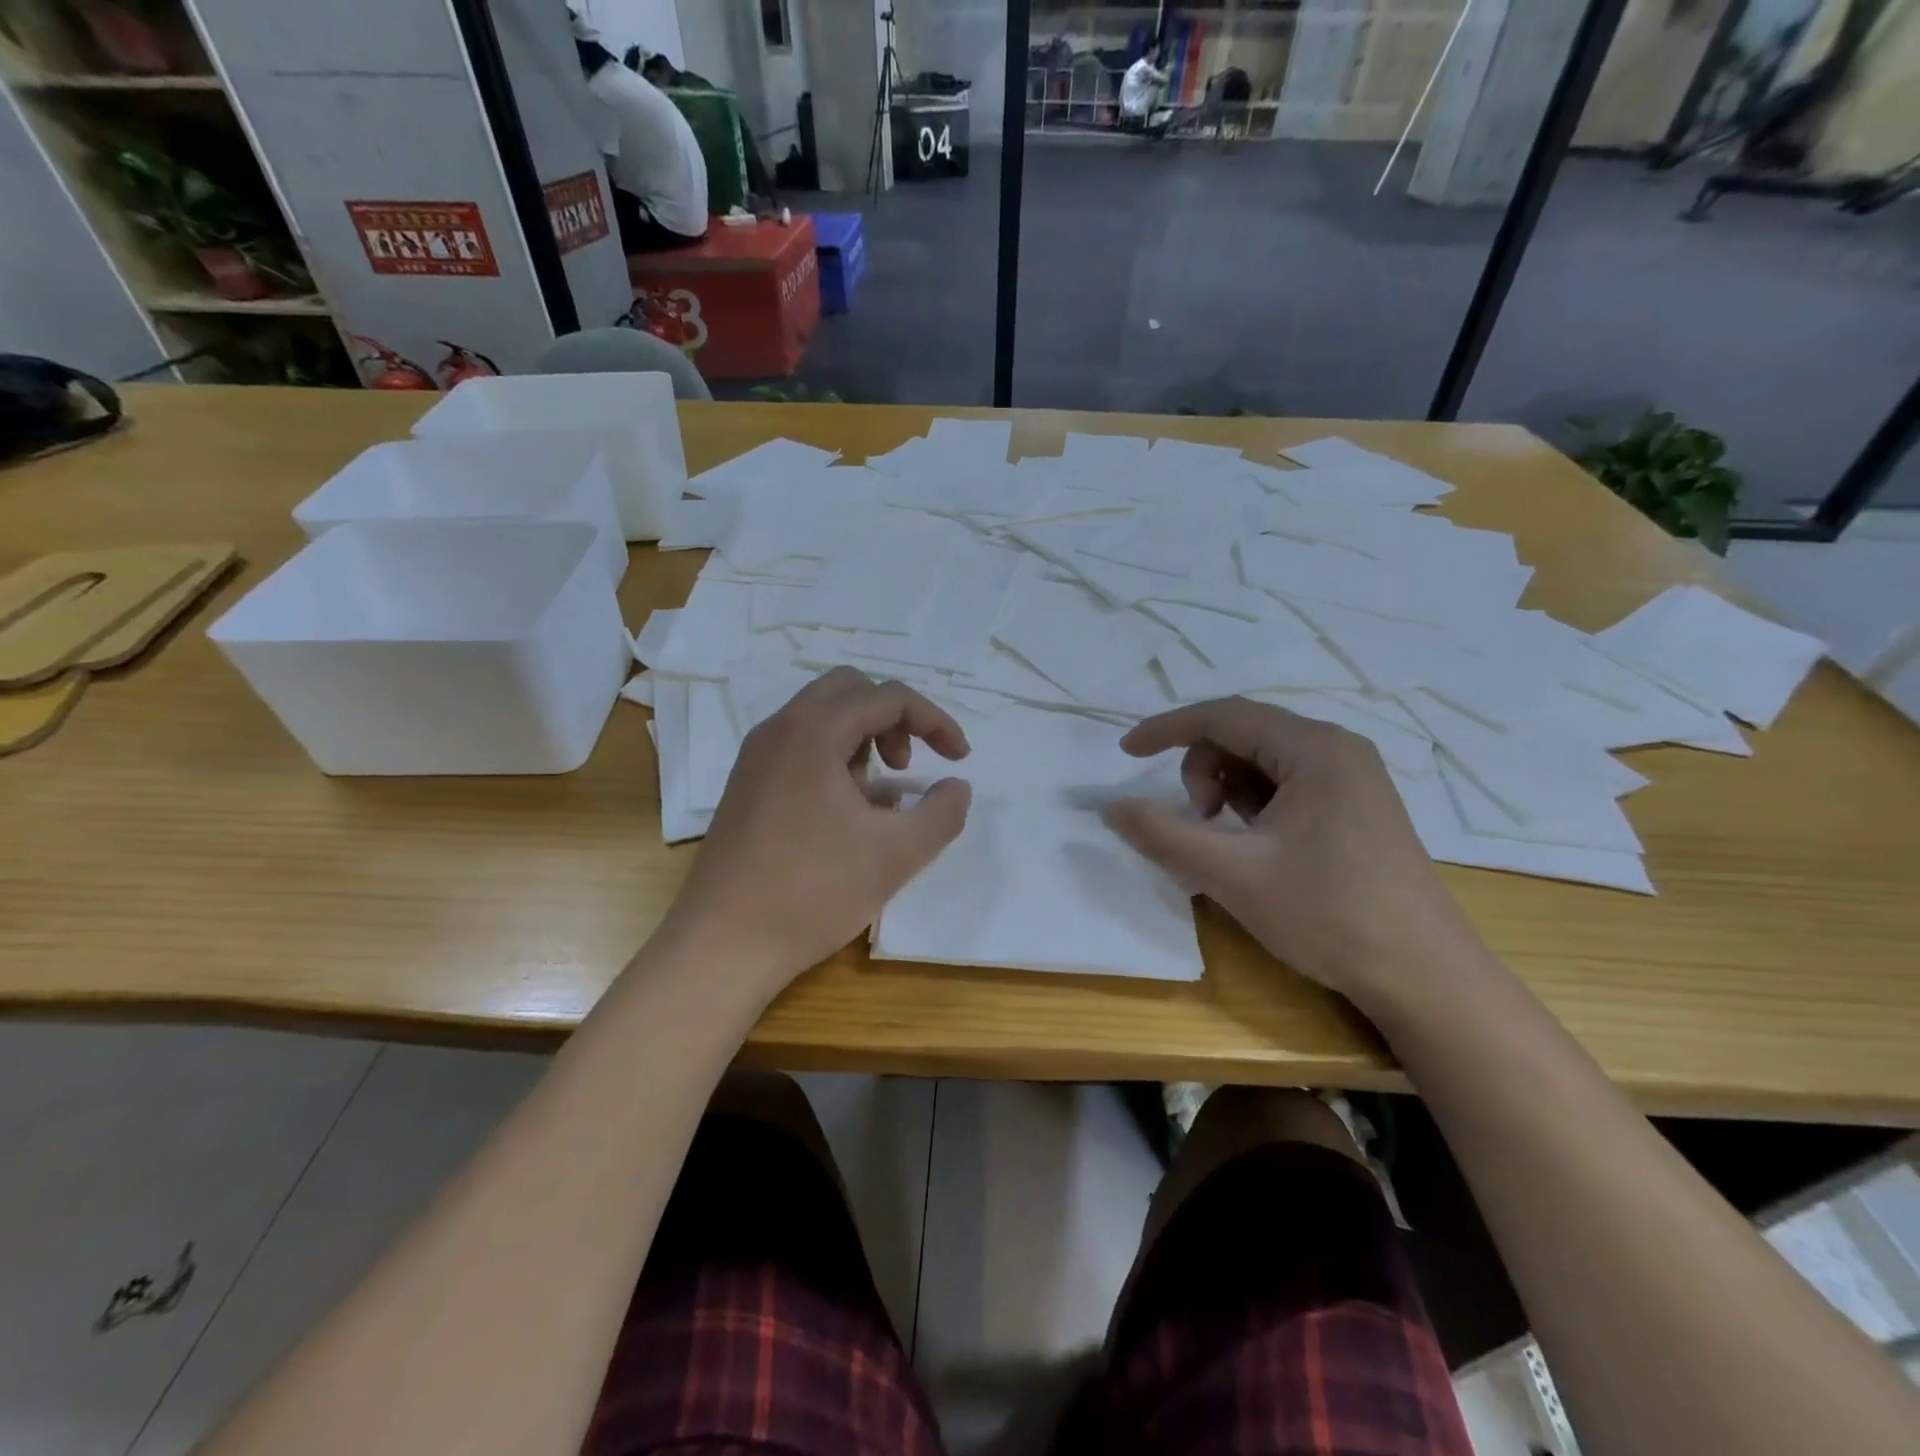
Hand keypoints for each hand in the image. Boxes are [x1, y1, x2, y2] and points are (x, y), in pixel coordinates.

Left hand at [664, 668, 972, 987]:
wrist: (724, 944)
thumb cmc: (814, 891)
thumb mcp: (898, 852)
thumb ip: (942, 812)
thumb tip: (957, 787)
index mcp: (814, 730)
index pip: (888, 697)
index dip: (935, 721)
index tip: (960, 759)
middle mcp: (779, 729)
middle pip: (850, 692)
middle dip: (893, 720)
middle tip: (909, 766)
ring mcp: (756, 757)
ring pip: (823, 720)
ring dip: (864, 741)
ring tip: (881, 798)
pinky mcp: (747, 786)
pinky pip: (801, 749)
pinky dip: (835, 761)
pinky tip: (848, 816)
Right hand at [1101, 697, 1478, 1008]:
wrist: (1426, 978)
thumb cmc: (1328, 915)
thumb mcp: (1232, 875)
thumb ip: (1162, 834)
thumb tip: (1109, 807)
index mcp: (1315, 748)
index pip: (1223, 715)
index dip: (1166, 728)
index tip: (1125, 753)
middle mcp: (1338, 750)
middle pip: (1244, 734)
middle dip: (1203, 770)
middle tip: (1199, 823)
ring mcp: (1352, 780)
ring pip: (1264, 763)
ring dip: (1227, 790)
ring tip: (1227, 843)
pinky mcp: (1356, 809)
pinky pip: (1287, 787)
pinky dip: (1254, 807)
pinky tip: (1255, 848)